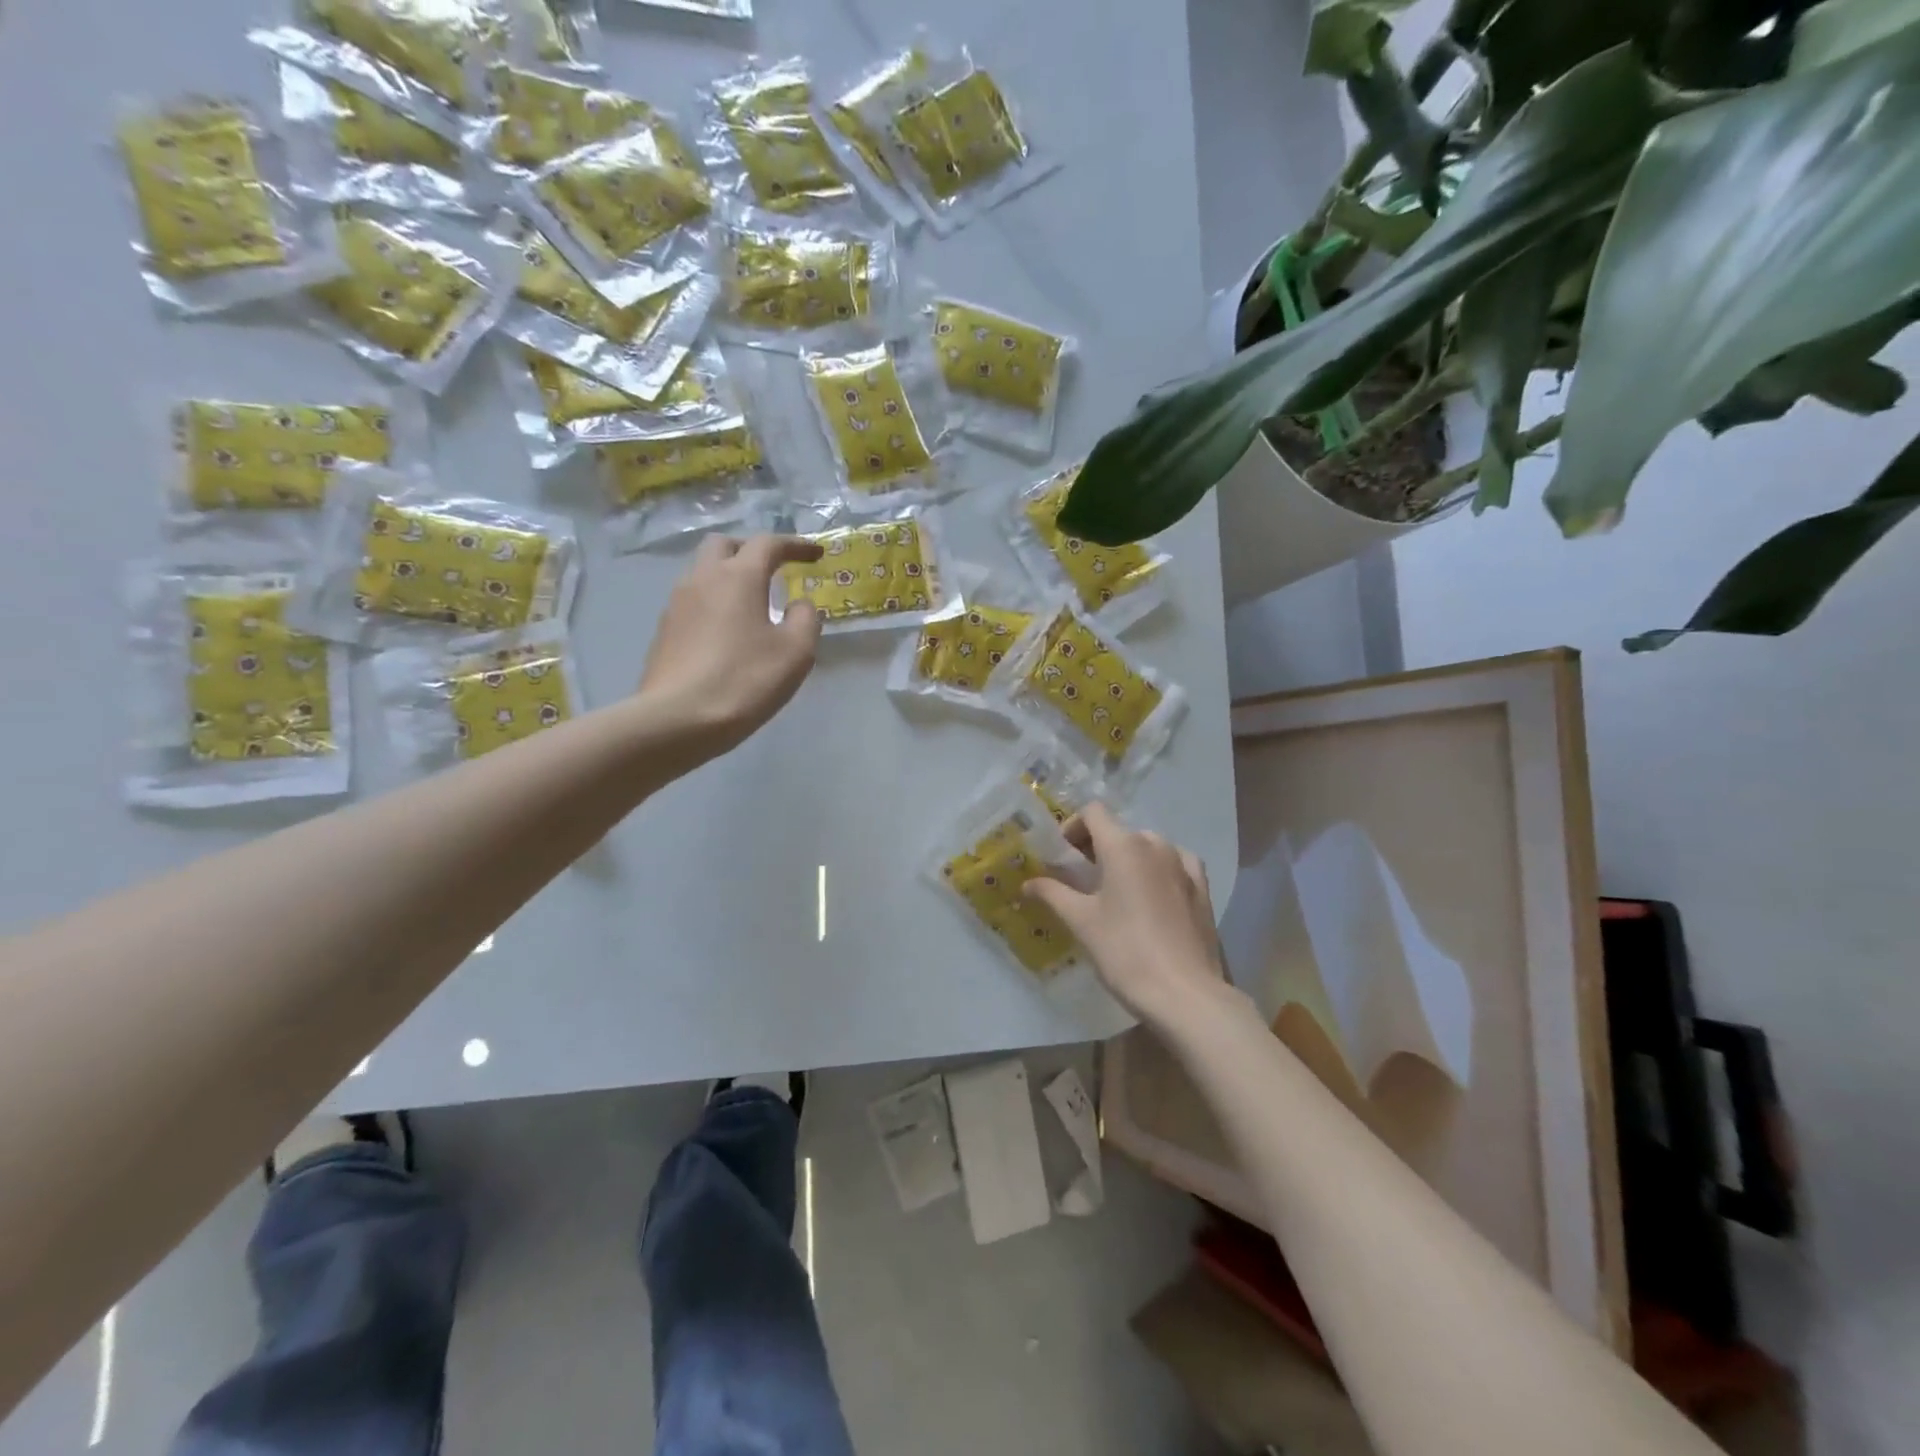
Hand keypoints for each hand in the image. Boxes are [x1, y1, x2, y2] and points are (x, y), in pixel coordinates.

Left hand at [638, 534, 823, 756]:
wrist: (678, 719)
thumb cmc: (745, 680)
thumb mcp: (795, 652)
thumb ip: (805, 619)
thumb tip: (799, 604)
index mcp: (738, 577)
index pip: (768, 544)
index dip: (795, 545)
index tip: (815, 554)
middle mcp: (702, 579)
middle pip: (724, 545)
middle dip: (752, 549)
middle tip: (774, 568)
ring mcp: (677, 604)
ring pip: (703, 572)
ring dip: (729, 576)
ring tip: (751, 601)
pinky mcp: (664, 631)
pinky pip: (693, 601)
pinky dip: (714, 602)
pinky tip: (727, 630)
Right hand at [1026, 803, 1247, 1029]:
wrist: (1184, 993)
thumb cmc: (1125, 951)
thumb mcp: (1081, 922)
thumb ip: (1052, 894)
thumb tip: (1027, 883)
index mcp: (1123, 846)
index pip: (1093, 812)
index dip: (1073, 826)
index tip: (1063, 855)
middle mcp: (1156, 845)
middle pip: (1119, 830)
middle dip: (1097, 846)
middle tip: (1082, 878)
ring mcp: (1183, 864)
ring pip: (1148, 846)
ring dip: (1128, 858)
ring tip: (1116, 890)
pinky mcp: (1202, 887)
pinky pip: (1175, 863)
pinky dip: (1157, 869)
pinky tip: (1152, 893)